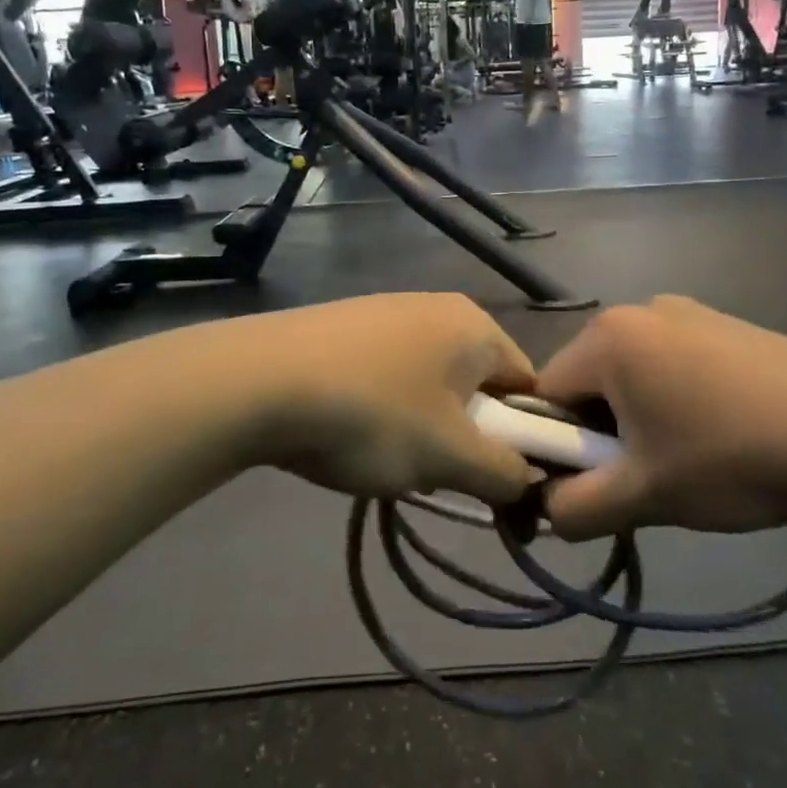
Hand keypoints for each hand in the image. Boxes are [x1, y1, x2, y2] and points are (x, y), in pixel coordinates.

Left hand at [214, 294, 540, 505]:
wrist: (258, 381)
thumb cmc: (372, 415)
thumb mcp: (449, 457)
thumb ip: (504, 473)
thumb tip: (528, 481)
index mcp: (475, 326)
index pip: (528, 385)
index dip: (524, 438)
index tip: (497, 479)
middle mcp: (438, 307)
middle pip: (477, 384)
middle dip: (467, 436)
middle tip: (437, 474)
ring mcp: (387, 310)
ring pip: (431, 383)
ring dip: (424, 427)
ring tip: (385, 459)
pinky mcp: (346, 324)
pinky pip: (389, 373)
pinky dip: (384, 407)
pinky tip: (350, 432)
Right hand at [536, 297, 786, 538]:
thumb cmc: (734, 457)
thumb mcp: (645, 496)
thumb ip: (574, 509)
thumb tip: (543, 508)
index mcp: (606, 337)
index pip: (544, 394)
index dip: (554, 447)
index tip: (590, 486)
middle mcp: (638, 311)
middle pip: (588, 382)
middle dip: (600, 435)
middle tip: (643, 481)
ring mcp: (686, 313)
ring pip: (632, 377)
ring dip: (639, 422)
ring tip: (688, 463)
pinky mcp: (723, 325)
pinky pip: (671, 365)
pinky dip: (674, 402)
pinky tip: (721, 436)